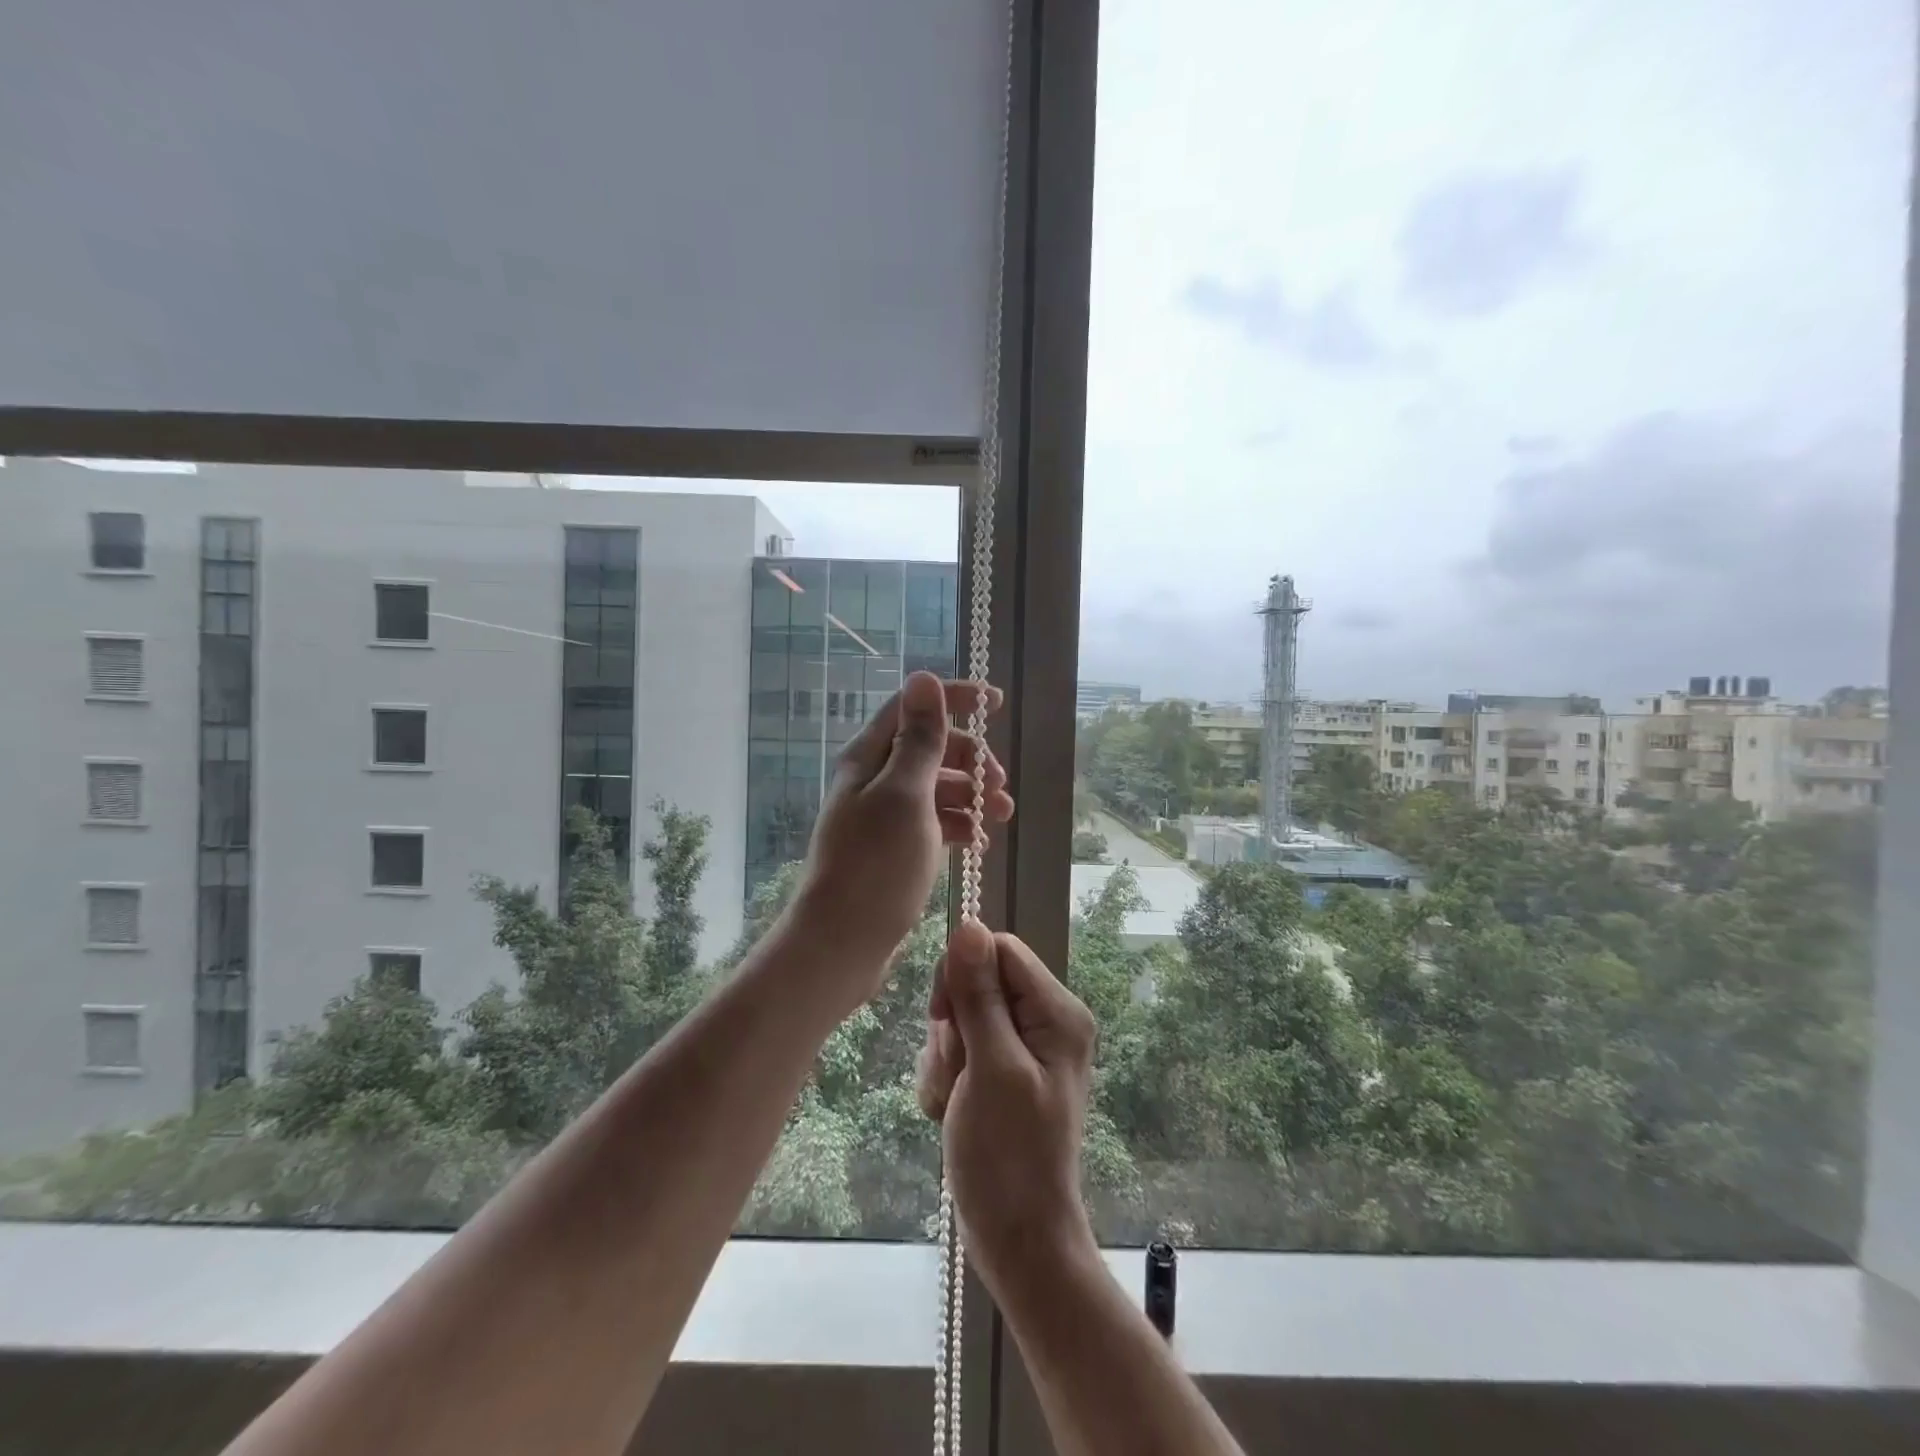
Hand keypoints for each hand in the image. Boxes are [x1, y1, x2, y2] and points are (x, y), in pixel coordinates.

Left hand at [791, 672, 1011, 986]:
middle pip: (931, 747)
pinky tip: (978, 844)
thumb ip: (919, 739)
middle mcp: (874, 779)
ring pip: (937, 787)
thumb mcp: (905, 795)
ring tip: (1000, 819)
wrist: (842, 943)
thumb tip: (923, 677)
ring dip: (971, 795)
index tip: (996, 702)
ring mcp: (884, 815)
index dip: (954, 698)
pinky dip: (958, 825)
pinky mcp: (894, 847)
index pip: (913, 707)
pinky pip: (934, 822)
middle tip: (999, 786)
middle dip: (971, 759)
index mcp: (869, 757)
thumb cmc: (876, 864)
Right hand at [916, 921, 1099, 1284]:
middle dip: (953, 1025)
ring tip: (956, 1098)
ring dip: (945, 1056)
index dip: (963, 973)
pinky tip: (951, 1109)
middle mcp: (1045, 1020)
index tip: (943, 1017)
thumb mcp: (991, 1067)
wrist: (1016, 1237)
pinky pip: (959, 1046)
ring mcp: (1023, 1047)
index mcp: (1057, 1011)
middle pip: (977, 981)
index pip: (999, 950)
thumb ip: (979, 995)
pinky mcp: (1001, 1070)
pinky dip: (946, 1075)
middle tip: (958, 1071)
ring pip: (961, 1015)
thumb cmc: (1008, 1155)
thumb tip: (968, 925)